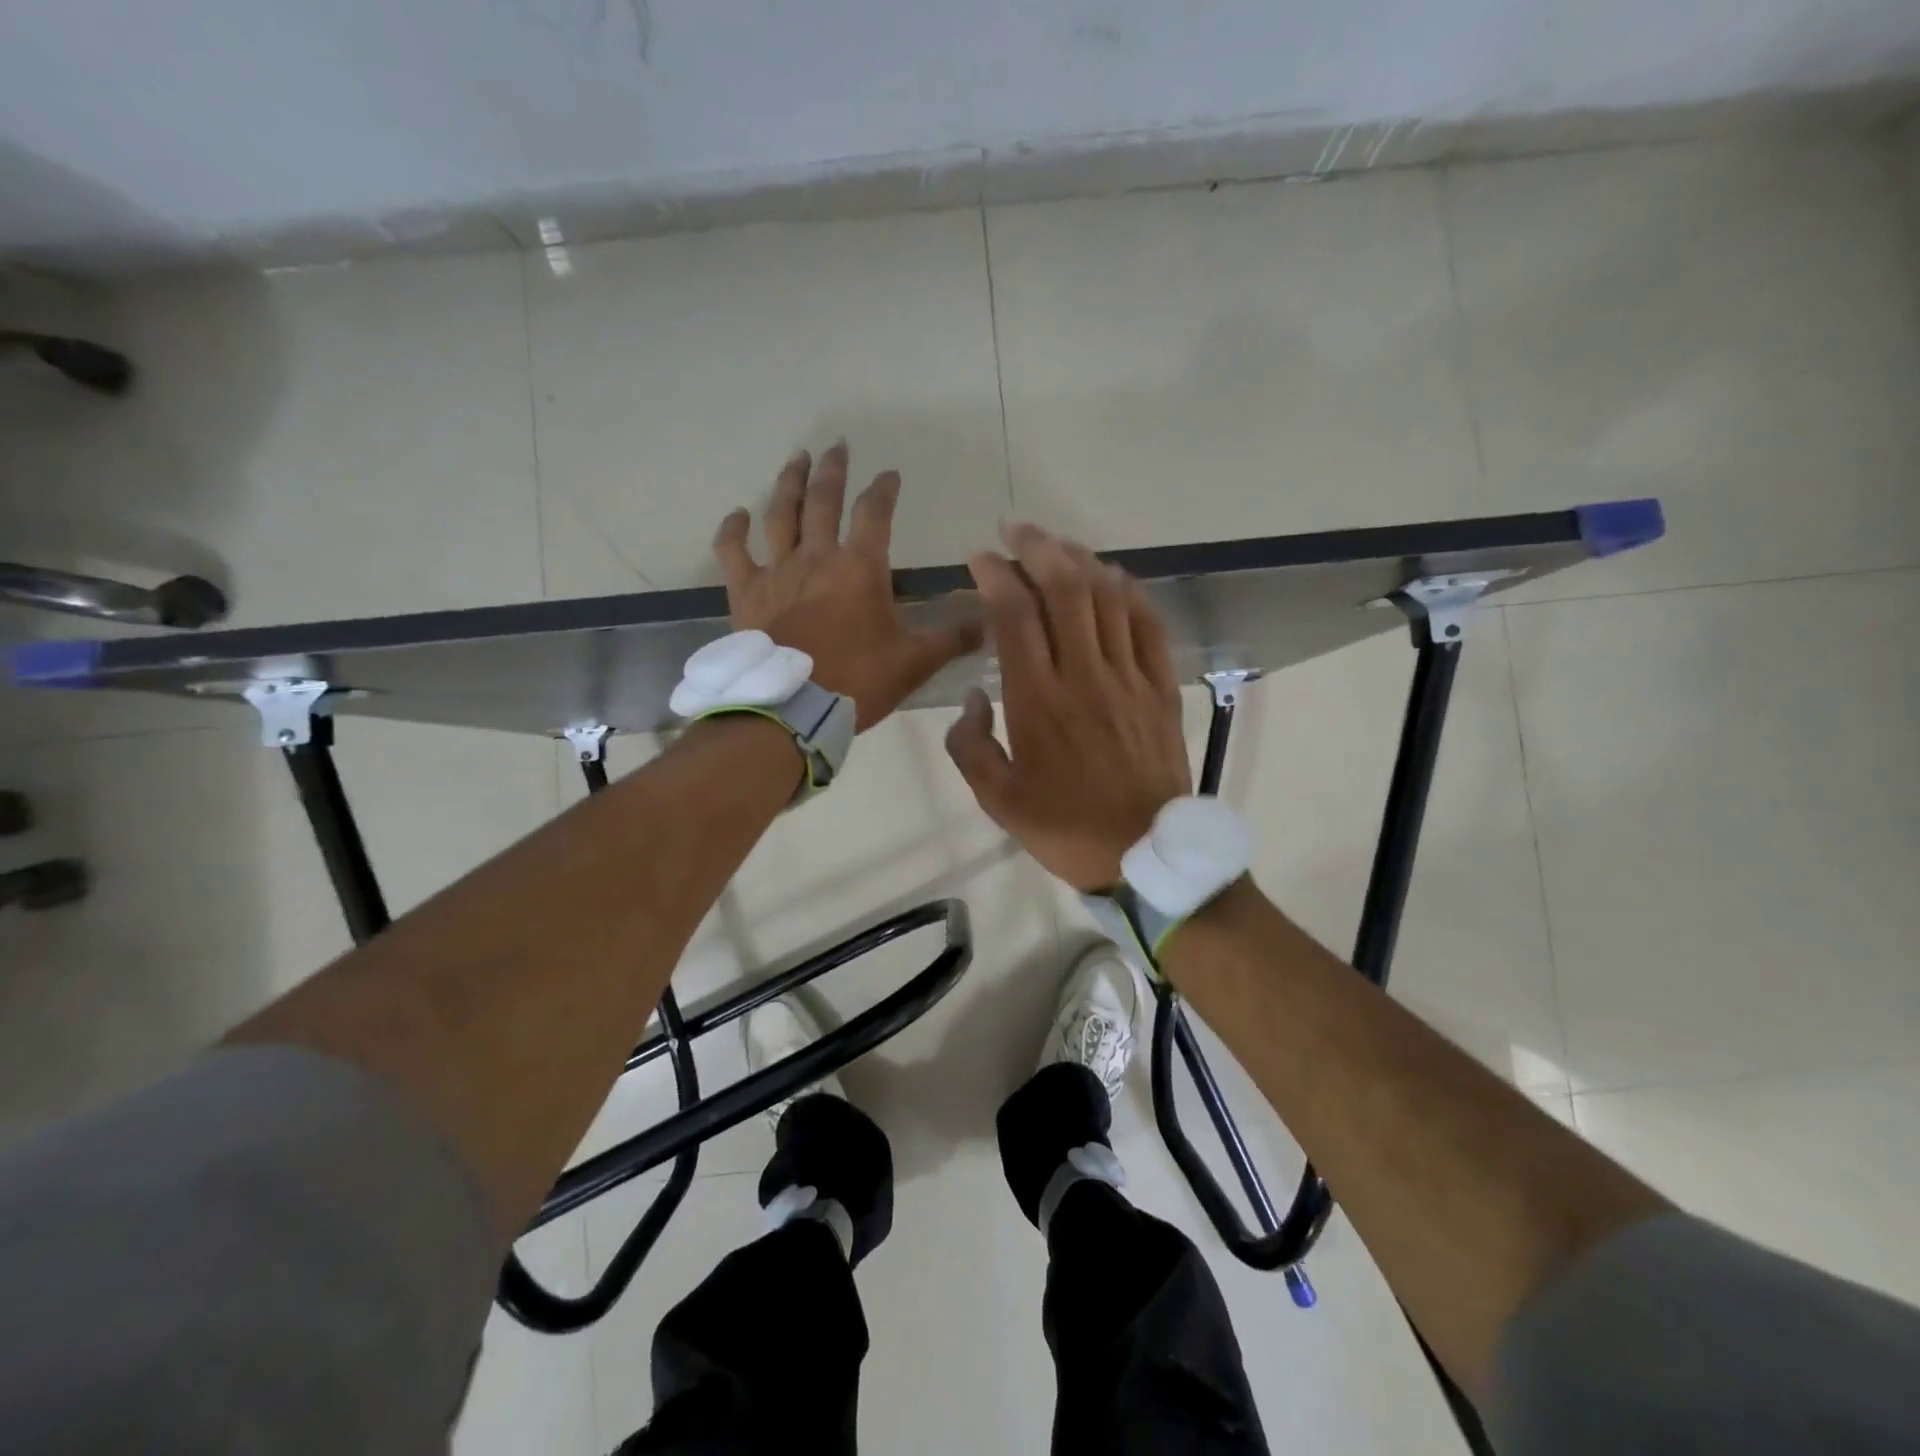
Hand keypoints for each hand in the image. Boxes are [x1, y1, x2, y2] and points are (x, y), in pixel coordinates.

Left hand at [714, 443, 979, 730]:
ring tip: (796, 458)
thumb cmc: (858, 682)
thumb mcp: (915, 662)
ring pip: (780, 514)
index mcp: (860, 568)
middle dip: (833, 470)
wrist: (793, 710)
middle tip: (837, 446)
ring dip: (789, 482)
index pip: (875, 513)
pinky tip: (737, 514)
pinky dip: (733, 529)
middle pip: (823, 500)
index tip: (890, 474)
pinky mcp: (746, 593)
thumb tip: (989, 622)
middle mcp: (817, 557)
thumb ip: (951, 638)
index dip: (884, 489)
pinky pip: (733, 551)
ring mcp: (777, 572)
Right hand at [944, 522, 1191, 890]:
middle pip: (1064, 588)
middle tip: (1015, 530)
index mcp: (1038, 701)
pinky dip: (1129, 591)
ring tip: (1056, 546)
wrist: (1142, 853)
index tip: (979, 559)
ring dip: (1080, 559)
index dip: (995, 575)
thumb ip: (970, 745)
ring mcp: (1129, 678)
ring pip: (1107, 596)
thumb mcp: (996, 800)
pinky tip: (1113, 576)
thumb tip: (975, 697)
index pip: (1015, 615)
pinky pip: (1148, 623)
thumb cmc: (1063, 828)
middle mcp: (1084, 676)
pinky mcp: (1160, 687)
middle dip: (1036, 547)